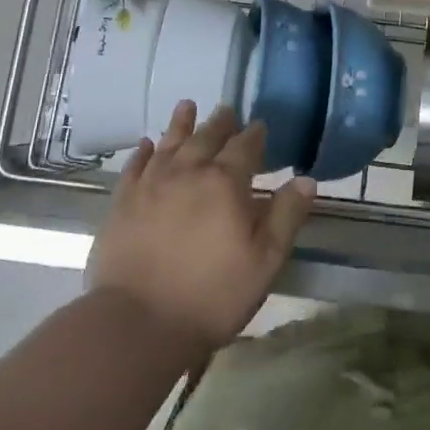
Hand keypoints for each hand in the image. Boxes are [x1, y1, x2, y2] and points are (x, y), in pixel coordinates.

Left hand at [88, 101, 315, 355]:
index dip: (255, 135)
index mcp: (226, 183)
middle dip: (220, 123)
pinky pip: (135, 167)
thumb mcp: (265, 261)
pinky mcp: (123, 203)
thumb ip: (286, 216)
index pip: (245, 147)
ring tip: (187, 106)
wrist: (138, 324)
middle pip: (207, 138)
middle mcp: (188, 173)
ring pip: (170, 144)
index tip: (260, 126)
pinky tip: (147, 144)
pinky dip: (144, 152)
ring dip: (181, 124)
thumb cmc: (212, 295)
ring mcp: (151, 186)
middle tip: (227, 110)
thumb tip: (306, 180)